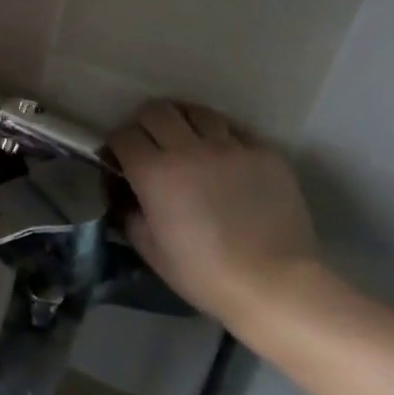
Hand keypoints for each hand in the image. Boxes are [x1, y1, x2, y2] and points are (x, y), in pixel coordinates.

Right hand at [110, 101, 320, 339]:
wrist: (276, 285)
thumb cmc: (205, 274)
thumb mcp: (151, 251)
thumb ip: (131, 215)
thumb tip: (125, 196)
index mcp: (155, 172)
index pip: (123, 134)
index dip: (117, 145)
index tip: (121, 159)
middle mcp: (189, 148)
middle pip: (157, 110)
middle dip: (146, 123)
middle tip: (152, 144)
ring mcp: (230, 146)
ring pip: (198, 111)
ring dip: (185, 122)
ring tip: (189, 142)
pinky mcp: (264, 152)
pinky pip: (235, 132)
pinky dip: (223, 140)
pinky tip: (226, 162)